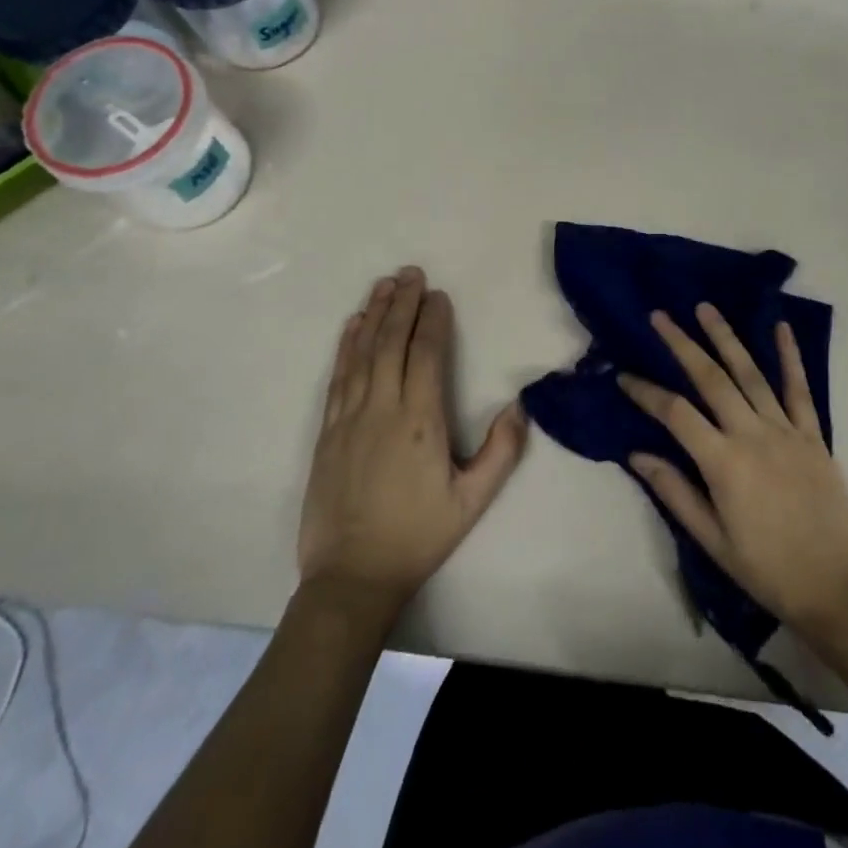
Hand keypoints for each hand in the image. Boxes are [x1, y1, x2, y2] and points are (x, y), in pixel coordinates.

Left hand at [297, 267, 527, 620]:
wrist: (351, 576)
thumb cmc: (418, 535)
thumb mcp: (472, 501)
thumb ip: (501, 452)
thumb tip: (520, 407)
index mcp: (421, 421)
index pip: (427, 354)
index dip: (433, 320)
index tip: (438, 295)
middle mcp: (382, 408)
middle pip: (392, 342)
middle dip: (402, 303)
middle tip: (411, 272)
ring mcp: (350, 417)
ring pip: (362, 352)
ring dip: (374, 314)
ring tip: (384, 284)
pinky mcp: (328, 431)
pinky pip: (338, 376)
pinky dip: (347, 345)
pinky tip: (352, 325)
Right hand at [619, 305, 847, 640]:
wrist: (837, 588)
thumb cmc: (767, 570)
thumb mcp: (712, 541)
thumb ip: (675, 492)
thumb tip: (637, 454)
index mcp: (724, 463)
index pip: (676, 414)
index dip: (646, 392)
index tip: (624, 375)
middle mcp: (753, 435)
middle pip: (711, 379)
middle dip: (682, 344)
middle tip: (660, 316)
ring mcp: (787, 431)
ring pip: (751, 373)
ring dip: (726, 337)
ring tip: (705, 308)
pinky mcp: (814, 435)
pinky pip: (800, 389)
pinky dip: (789, 356)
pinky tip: (780, 327)